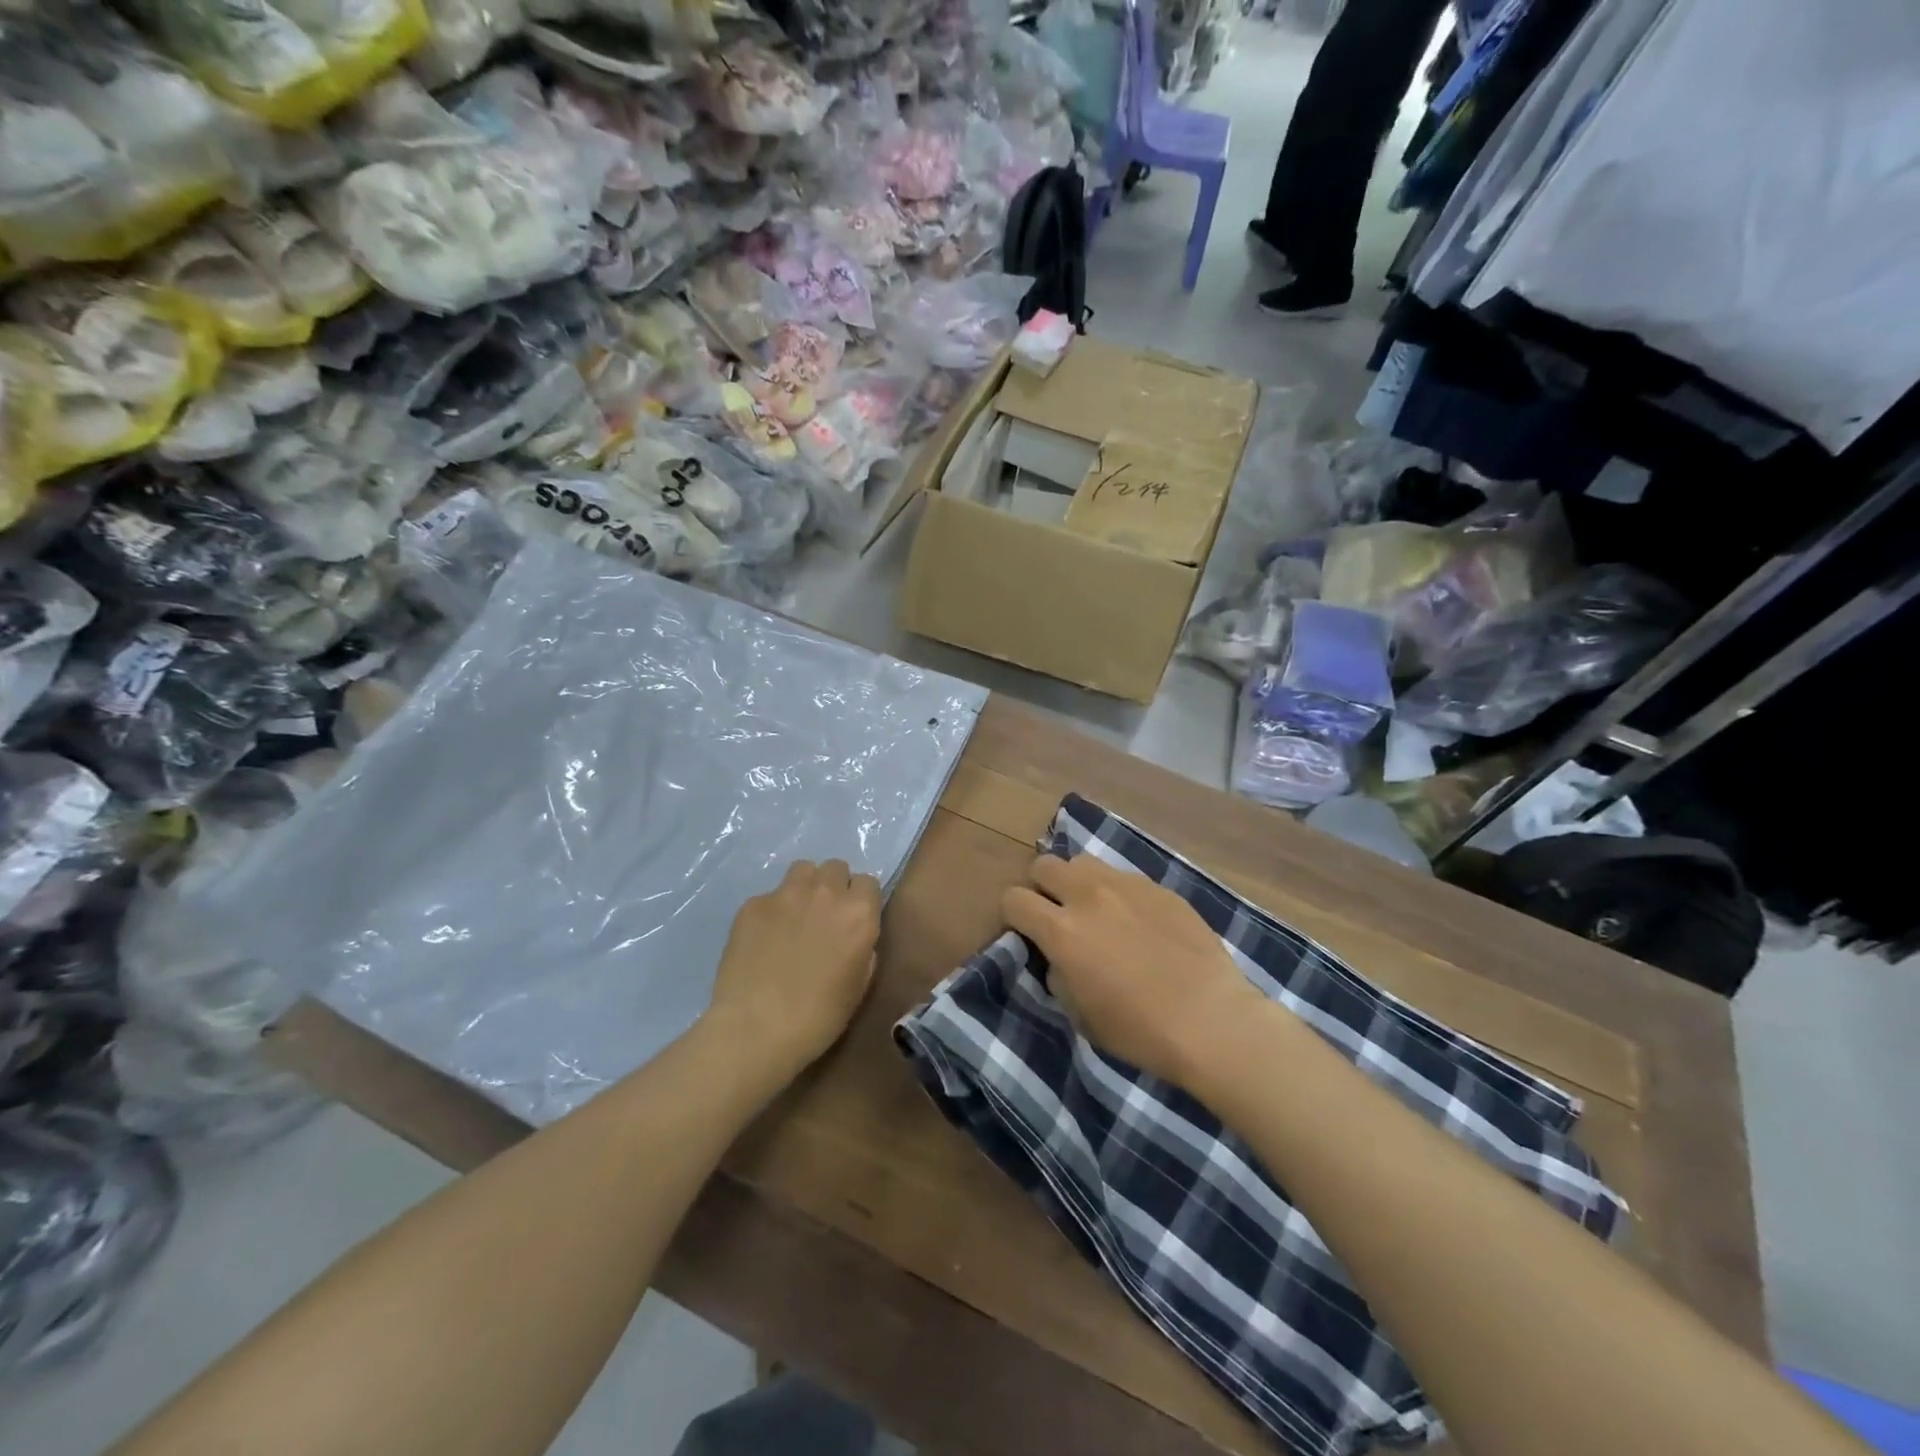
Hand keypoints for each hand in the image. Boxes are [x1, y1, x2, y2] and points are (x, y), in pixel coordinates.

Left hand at [706, 859, 881, 1071]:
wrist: (756, 1029)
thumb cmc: (818, 1017)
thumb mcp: (859, 986)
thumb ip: (864, 949)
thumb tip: (854, 936)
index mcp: (858, 913)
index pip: (868, 882)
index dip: (861, 901)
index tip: (853, 921)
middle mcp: (825, 893)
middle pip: (836, 867)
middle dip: (834, 887)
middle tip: (824, 917)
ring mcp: (785, 894)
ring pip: (803, 870)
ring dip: (805, 887)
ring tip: (796, 916)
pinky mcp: (752, 904)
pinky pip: (769, 895)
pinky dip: (772, 911)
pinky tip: (764, 940)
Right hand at [1003, 854, 1261, 1086]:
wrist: (1212, 1020)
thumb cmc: (1139, 1030)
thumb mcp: (1080, 1015)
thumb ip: (1058, 974)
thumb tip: (1058, 956)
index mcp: (1062, 931)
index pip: (1014, 899)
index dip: (1013, 915)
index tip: (1025, 932)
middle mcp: (1089, 896)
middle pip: (1044, 865)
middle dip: (1042, 888)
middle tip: (1057, 915)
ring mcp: (1127, 886)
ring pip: (1084, 862)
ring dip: (1078, 882)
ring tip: (1095, 910)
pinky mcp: (1159, 887)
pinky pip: (1124, 877)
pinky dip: (1118, 893)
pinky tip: (1137, 921)